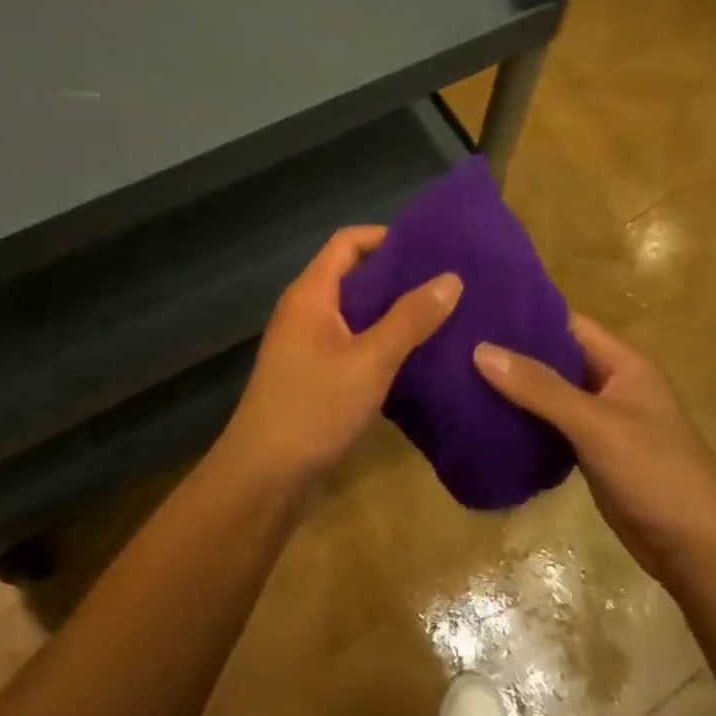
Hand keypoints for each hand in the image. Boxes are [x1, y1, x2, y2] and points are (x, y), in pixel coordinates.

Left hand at [220, 227, 460, 487]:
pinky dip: (382, 344)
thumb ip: (410, 319)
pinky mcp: (314, 377)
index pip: (347, 242)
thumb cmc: (313, 408)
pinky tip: (417, 357)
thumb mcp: (370, 360)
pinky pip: (353, 345)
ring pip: (356, 315)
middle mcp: (305, 312)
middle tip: (446, 281)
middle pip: (353, 277)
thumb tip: (451, 278)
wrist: (264, 478)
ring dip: (392, 313)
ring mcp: (307, 347)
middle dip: (397, 276)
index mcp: (311, 295)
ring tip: (442, 315)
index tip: (429, 246)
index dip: (386, 237)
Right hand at [474, 314, 715, 571]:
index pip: (566, 321)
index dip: (524, 312)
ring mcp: (602, 420)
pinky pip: (550, 424)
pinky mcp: (592, 452)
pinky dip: (523, 418)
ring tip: (458, 372)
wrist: (700, 552)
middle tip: (454, 339)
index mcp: (623, 362)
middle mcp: (612, 383)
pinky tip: (484, 416)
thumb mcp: (596, 424)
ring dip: (514, 386)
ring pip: (549, 392)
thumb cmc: (656, 473)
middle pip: (555, 356)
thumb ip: (540, 388)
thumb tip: (480, 350)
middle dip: (511, 349)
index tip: (475, 306)